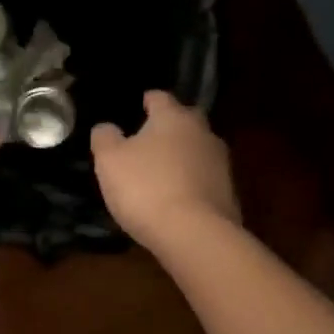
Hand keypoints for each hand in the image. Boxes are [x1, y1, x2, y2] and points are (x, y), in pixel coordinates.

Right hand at [91, 91, 239, 250]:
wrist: (195, 235)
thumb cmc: (146, 188)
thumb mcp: (110, 161)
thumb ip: (105, 138)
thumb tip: (107, 127)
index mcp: (173, 117)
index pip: (160, 98)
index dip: (147, 101)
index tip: (139, 105)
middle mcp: (202, 133)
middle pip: (185, 121)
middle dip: (170, 126)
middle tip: (150, 138)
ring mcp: (221, 163)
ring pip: (198, 150)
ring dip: (183, 156)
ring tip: (163, 170)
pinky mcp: (228, 193)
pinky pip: (205, 178)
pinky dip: (192, 182)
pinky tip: (178, 196)